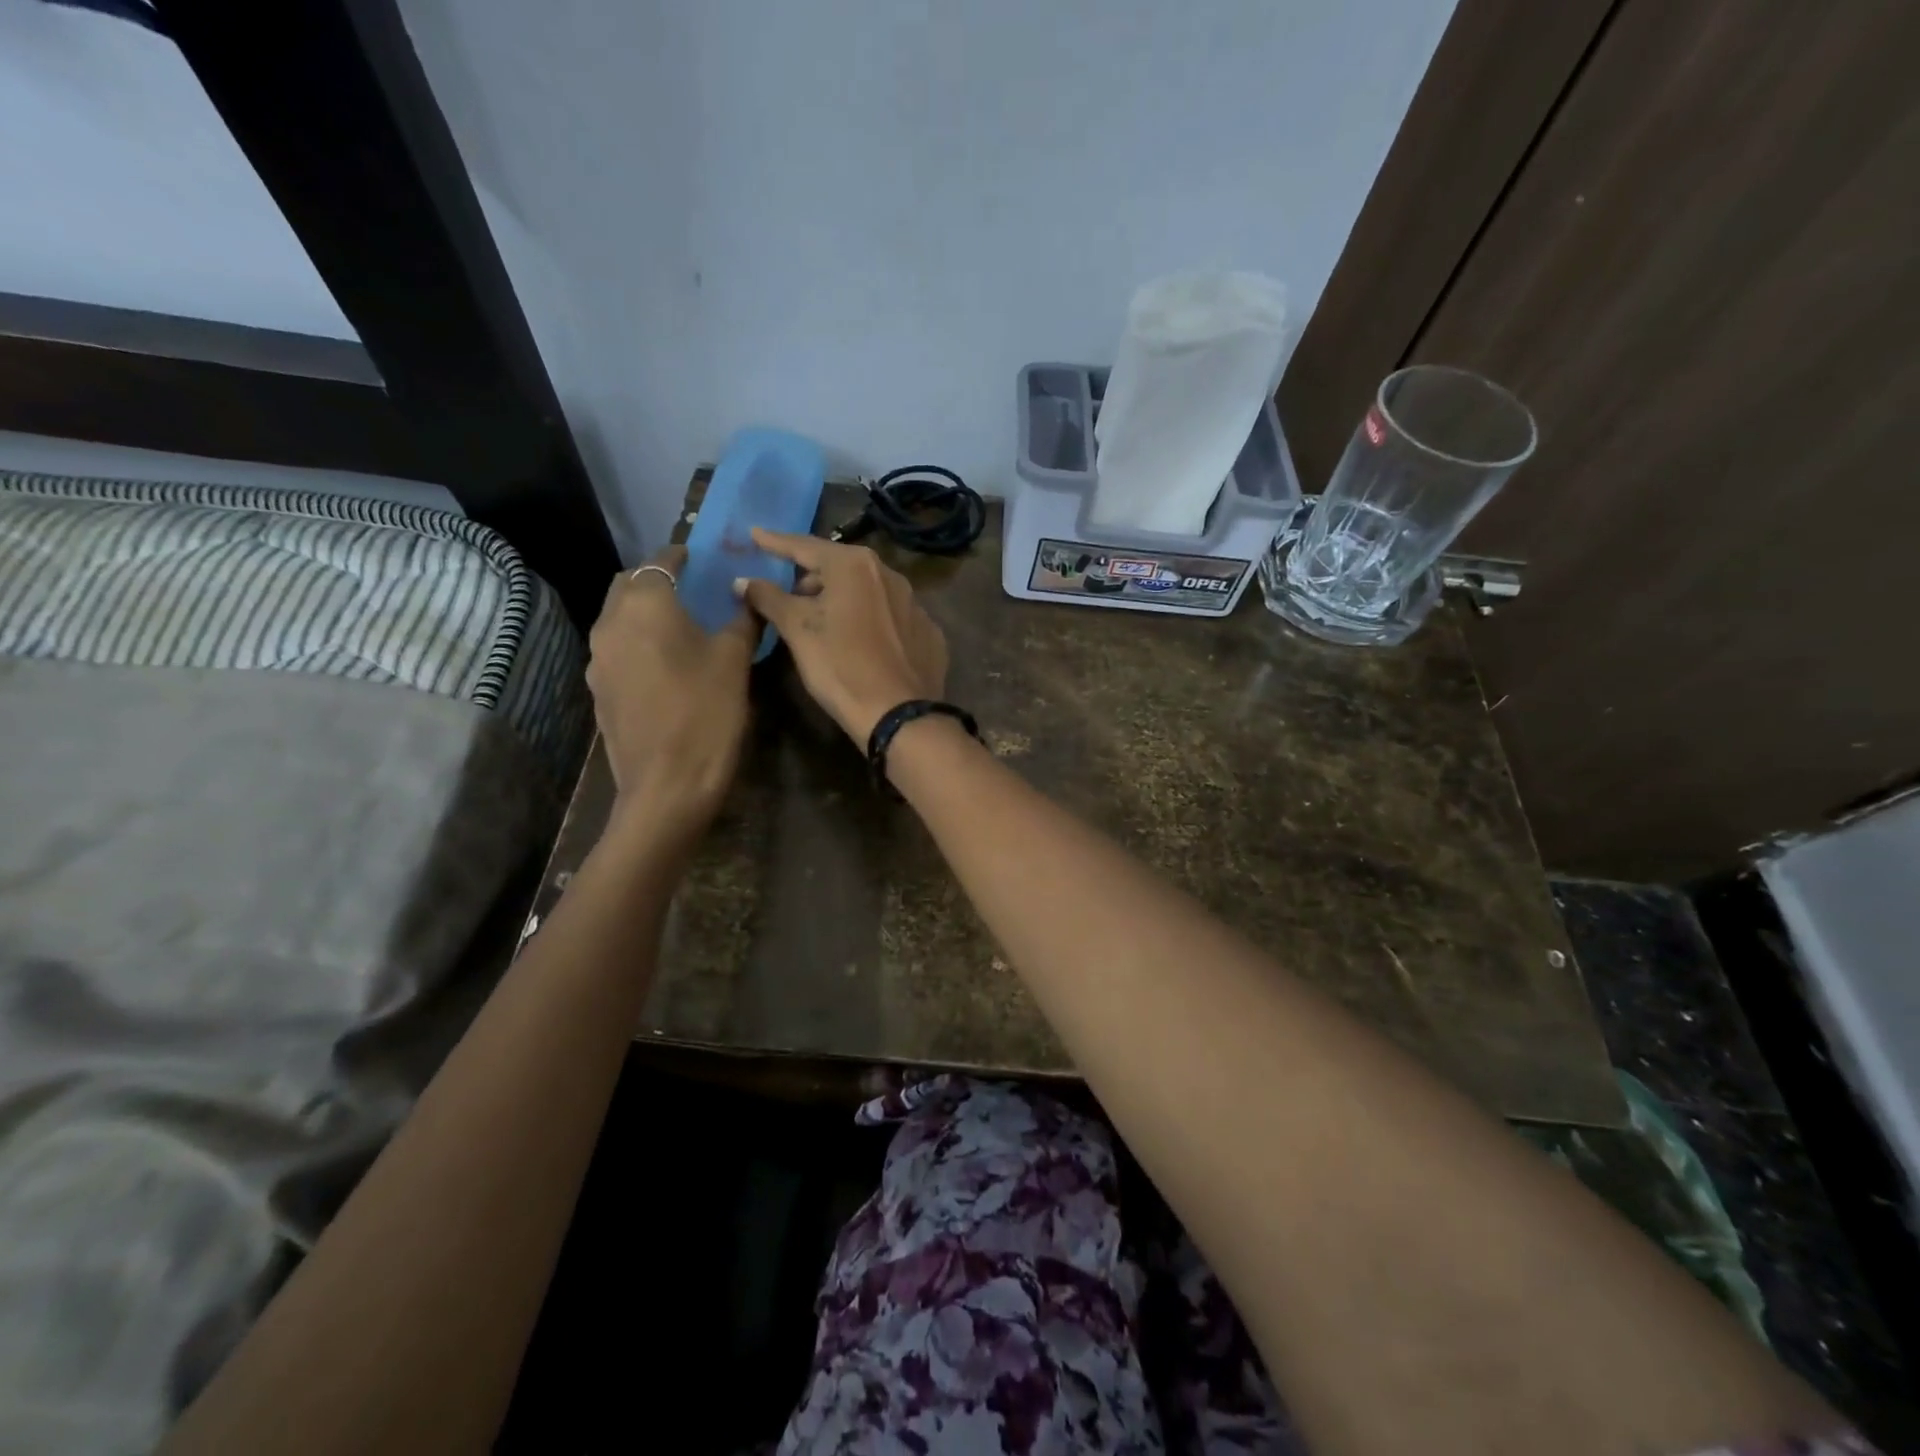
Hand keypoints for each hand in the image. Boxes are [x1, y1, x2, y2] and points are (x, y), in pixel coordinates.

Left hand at [586, 547, 756, 830]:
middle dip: (656, 580)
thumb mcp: (735, 661)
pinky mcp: (599, 690)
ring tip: (678, 627)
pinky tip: (664, 664)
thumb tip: (748, 595)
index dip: (682, 556)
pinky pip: (616, 650)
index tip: (700, 559)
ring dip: (644, 612)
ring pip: (618, 618)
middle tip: (690, 590)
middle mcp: (611, 623)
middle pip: (629, 585)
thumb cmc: (707, 713)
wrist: (667, 786)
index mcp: (646, 605)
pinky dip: (637, 643)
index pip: (660, 561)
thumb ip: (742, 620)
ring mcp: (598, 659)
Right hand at [734, 529, 947, 744]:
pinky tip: (861, 644)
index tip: (755, 534)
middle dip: (812, 579)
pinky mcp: (929, 634)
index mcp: (855, 566)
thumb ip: (769, 599)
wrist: (899, 715)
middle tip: (789, 597)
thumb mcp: (798, 631)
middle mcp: (890, 575)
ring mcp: (915, 604)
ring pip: (868, 592)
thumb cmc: (841, 666)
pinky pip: (891, 619)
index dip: (776, 543)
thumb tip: (743, 581)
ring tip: (824, 623)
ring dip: (842, 600)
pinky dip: (871, 623)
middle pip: (840, 569)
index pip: (806, 546)